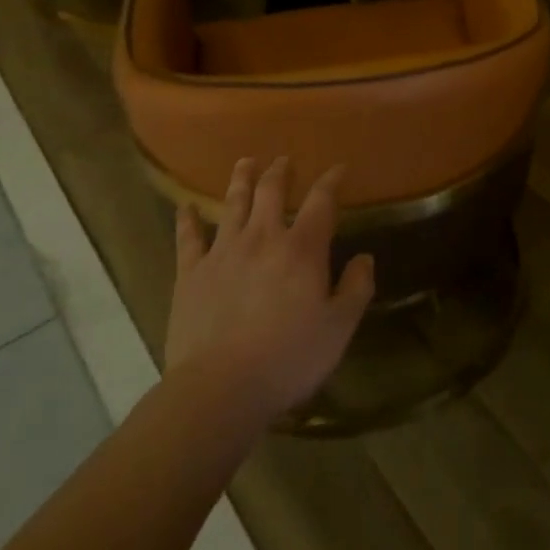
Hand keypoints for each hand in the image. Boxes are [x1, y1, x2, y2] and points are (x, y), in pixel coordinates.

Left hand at [166, 157, 375, 420]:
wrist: (219, 388)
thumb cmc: (287, 359)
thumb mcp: (338, 329)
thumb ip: (356, 289)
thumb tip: (365, 258)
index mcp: (302, 248)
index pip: (321, 201)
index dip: (331, 181)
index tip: (338, 169)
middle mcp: (263, 237)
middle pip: (271, 191)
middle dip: (280, 171)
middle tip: (284, 160)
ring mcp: (223, 252)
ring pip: (233, 203)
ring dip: (240, 180)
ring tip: (245, 163)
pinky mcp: (191, 273)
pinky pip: (188, 238)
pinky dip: (186, 220)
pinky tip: (184, 208)